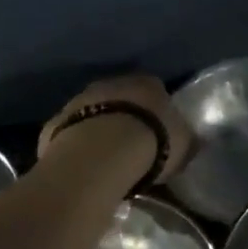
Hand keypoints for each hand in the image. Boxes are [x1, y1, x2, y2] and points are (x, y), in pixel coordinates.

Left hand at [36, 74, 194, 184]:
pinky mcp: (55, 123)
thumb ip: (186, 139)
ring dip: (98, 129)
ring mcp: (79, 100)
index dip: (157, 111)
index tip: (159, 132)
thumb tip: (192, 141)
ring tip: (106, 159)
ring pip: (92, 112)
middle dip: (125, 117)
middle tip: (132, 145)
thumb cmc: (152, 142)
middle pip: (120, 98)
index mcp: (147, 82)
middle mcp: (112, 83)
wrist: (100, 154)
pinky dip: (76, 145)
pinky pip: (70, 134)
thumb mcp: (184, 143)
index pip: (155, 90)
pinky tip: (82, 166)